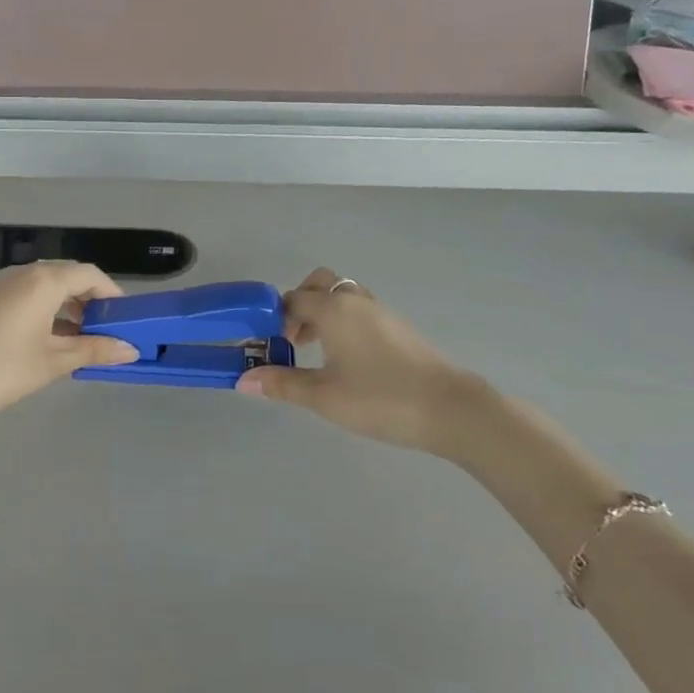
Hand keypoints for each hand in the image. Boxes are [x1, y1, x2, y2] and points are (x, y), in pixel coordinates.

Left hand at [0, 262, 139, 429]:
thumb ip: (93, 351)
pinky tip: (55, 344)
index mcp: (44, 280)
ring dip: (72, 311)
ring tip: (85, 344)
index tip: (128, 322)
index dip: (113, 296)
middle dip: (94, 304)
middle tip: (110, 335)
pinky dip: (51, 314)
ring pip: (51, 289)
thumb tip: (131, 349)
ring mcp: (6, 286)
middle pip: (71, 278)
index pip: (91, 275)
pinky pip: (33, 298)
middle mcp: (26, 274)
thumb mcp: (52, 362)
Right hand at [237, 269, 500, 456]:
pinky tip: (346, 359)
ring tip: (316, 351)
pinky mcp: (399, 327)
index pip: (292, 299)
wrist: (450, 408)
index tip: (268, 345)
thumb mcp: (323, 396)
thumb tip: (243, 380)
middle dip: (299, 304)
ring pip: (342, 296)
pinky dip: (344, 322)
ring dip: (323, 313)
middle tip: (292, 339)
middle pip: (319, 284)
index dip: (274, 318)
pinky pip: (360, 311)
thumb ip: (282, 384)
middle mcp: (355, 300)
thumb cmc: (379, 398)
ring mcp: (381, 312)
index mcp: (333, 309)